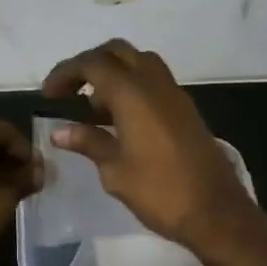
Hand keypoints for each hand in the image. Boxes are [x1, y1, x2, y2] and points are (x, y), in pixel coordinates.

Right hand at [42, 40, 259, 252]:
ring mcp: (174, 94)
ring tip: (94, 106)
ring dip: (113, 73)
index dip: (66, 72)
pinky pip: (153, 81)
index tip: (48, 93)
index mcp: (132, 93)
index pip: (92, 64)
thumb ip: (88, 142)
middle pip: (117, 52)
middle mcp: (154, 83)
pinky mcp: (185, 109)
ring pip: (139, 62)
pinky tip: (120, 118)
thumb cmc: (160, 191)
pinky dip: (132, 86)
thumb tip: (60, 131)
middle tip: (70, 89)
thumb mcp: (115, 171)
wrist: (218, 213)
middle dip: (89, 64)